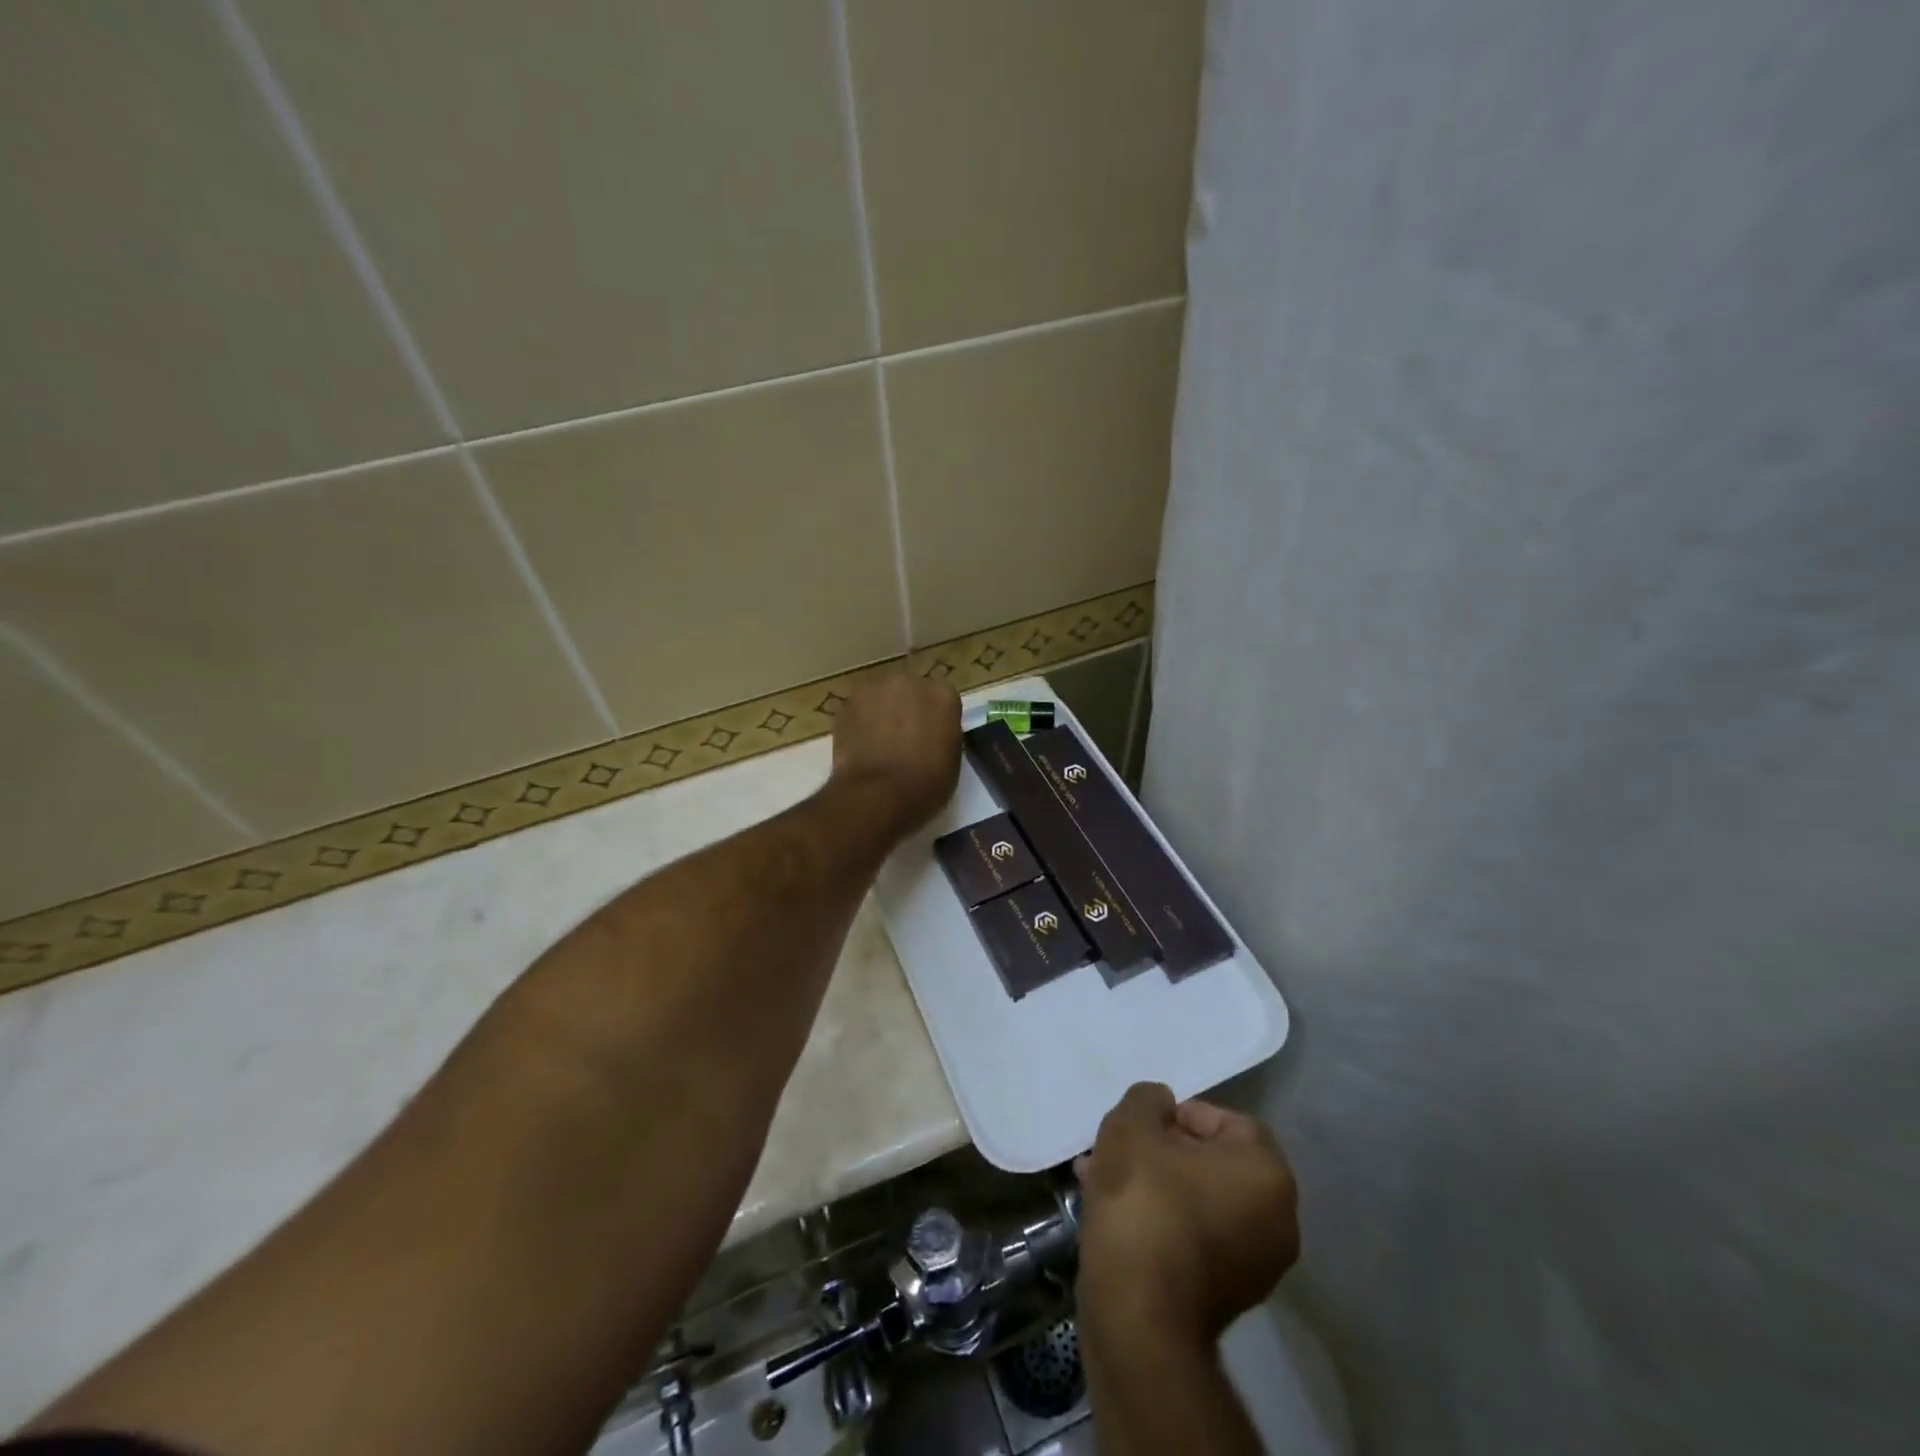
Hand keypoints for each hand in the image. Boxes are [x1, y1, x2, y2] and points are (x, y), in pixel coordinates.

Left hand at [830, 672, 961, 836]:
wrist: (880, 795)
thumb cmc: (927, 784)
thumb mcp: (951, 759)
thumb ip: (942, 733)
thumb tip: (929, 733)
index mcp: (943, 694)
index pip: (940, 699)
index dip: (933, 719)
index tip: (929, 737)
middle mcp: (910, 681)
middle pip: (908, 690)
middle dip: (905, 708)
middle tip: (902, 738)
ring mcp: (874, 689)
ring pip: (879, 697)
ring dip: (880, 713)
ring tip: (877, 743)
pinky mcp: (847, 704)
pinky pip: (857, 711)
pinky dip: (858, 724)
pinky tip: (859, 748)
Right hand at [1076, 1084, 1298, 1344]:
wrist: (1138, 1317)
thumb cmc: (1144, 1203)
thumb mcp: (1132, 1126)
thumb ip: (1148, 1099)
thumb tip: (1162, 1106)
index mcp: (1268, 1174)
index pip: (1227, 1121)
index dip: (1180, 1114)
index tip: (1142, 1124)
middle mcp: (1278, 1220)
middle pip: (1212, 1163)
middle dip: (1160, 1150)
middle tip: (1118, 1149)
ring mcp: (1256, 1266)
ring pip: (1197, 1200)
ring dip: (1154, 1184)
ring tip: (1101, 1177)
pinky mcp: (1227, 1298)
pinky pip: (1194, 1237)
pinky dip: (1161, 1220)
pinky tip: (1114, 1215)